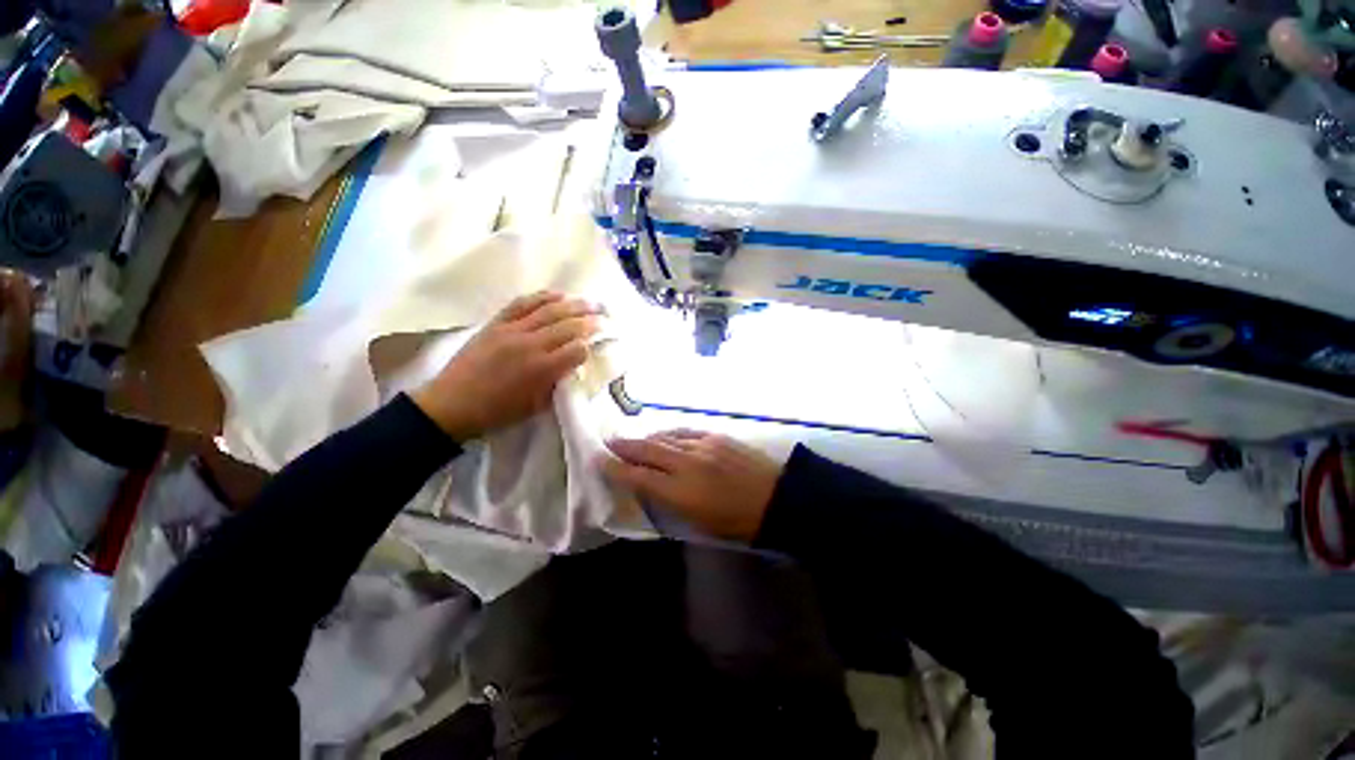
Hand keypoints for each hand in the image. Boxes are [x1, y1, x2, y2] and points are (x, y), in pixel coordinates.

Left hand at [412, 291, 601, 440]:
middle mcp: (531, 345)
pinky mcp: (496, 323)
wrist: (452, 405)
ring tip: (590, 301)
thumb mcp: (537, 406)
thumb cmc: (498, 413)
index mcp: (542, 370)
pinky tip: (558, 294)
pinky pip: (522, 303)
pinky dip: (543, 296)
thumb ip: (559, 383)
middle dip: (592, 319)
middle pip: (569, 325)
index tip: (605, 340)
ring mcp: (512, 330)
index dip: (594, 344)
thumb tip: (575, 365)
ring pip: (549, 310)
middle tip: (608, 314)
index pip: (578, 350)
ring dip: (574, 304)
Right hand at [602, 430, 782, 540]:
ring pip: (665, 437)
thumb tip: (649, 485)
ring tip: (636, 439)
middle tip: (609, 441)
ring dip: (647, 438)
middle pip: (647, 449)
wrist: (776, 499)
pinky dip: (670, 434)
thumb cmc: (736, 523)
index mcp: (681, 492)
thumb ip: (669, 501)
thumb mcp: (697, 522)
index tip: (599, 460)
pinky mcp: (716, 436)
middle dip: (625, 445)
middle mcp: (687, 464)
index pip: (638, 476)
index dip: (616, 468)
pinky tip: (665, 436)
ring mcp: (702, 445)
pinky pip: (684, 432)